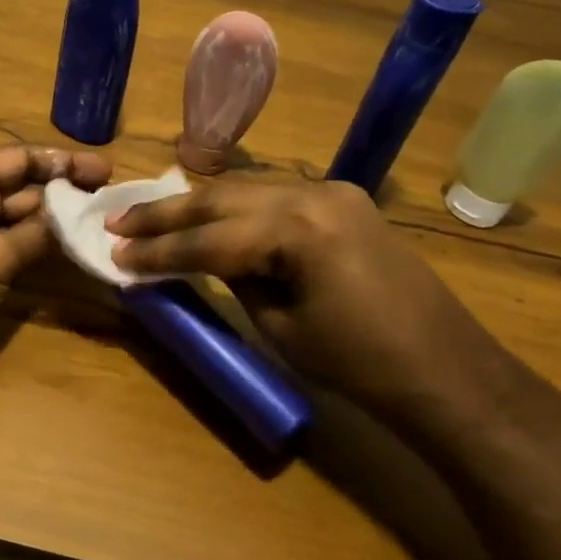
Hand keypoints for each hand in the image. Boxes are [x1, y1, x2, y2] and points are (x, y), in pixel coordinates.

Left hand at [0, 143, 110, 407]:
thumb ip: (39, 232)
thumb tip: (82, 216)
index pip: (18, 158)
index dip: (62, 162)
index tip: (105, 170)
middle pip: (25, 188)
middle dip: (67, 192)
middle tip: (114, 200)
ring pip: (27, 221)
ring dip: (62, 223)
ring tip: (107, 224)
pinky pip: (22, 251)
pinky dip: (49, 250)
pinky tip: (83, 250)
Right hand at [108, 178, 548, 449]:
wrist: (446, 371)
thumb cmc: (359, 364)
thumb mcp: (279, 324)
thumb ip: (233, 278)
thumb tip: (195, 259)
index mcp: (297, 229)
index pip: (208, 238)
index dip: (157, 250)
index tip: (114, 252)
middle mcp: (312, 194)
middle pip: (220, 199)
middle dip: (164, 213)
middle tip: (117, 222)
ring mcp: (332, 191)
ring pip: (244, 188)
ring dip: (196, 204)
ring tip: (149, 215)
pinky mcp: (343, 201)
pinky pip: (273, 195)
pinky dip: (233, 205)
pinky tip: (207, 213)